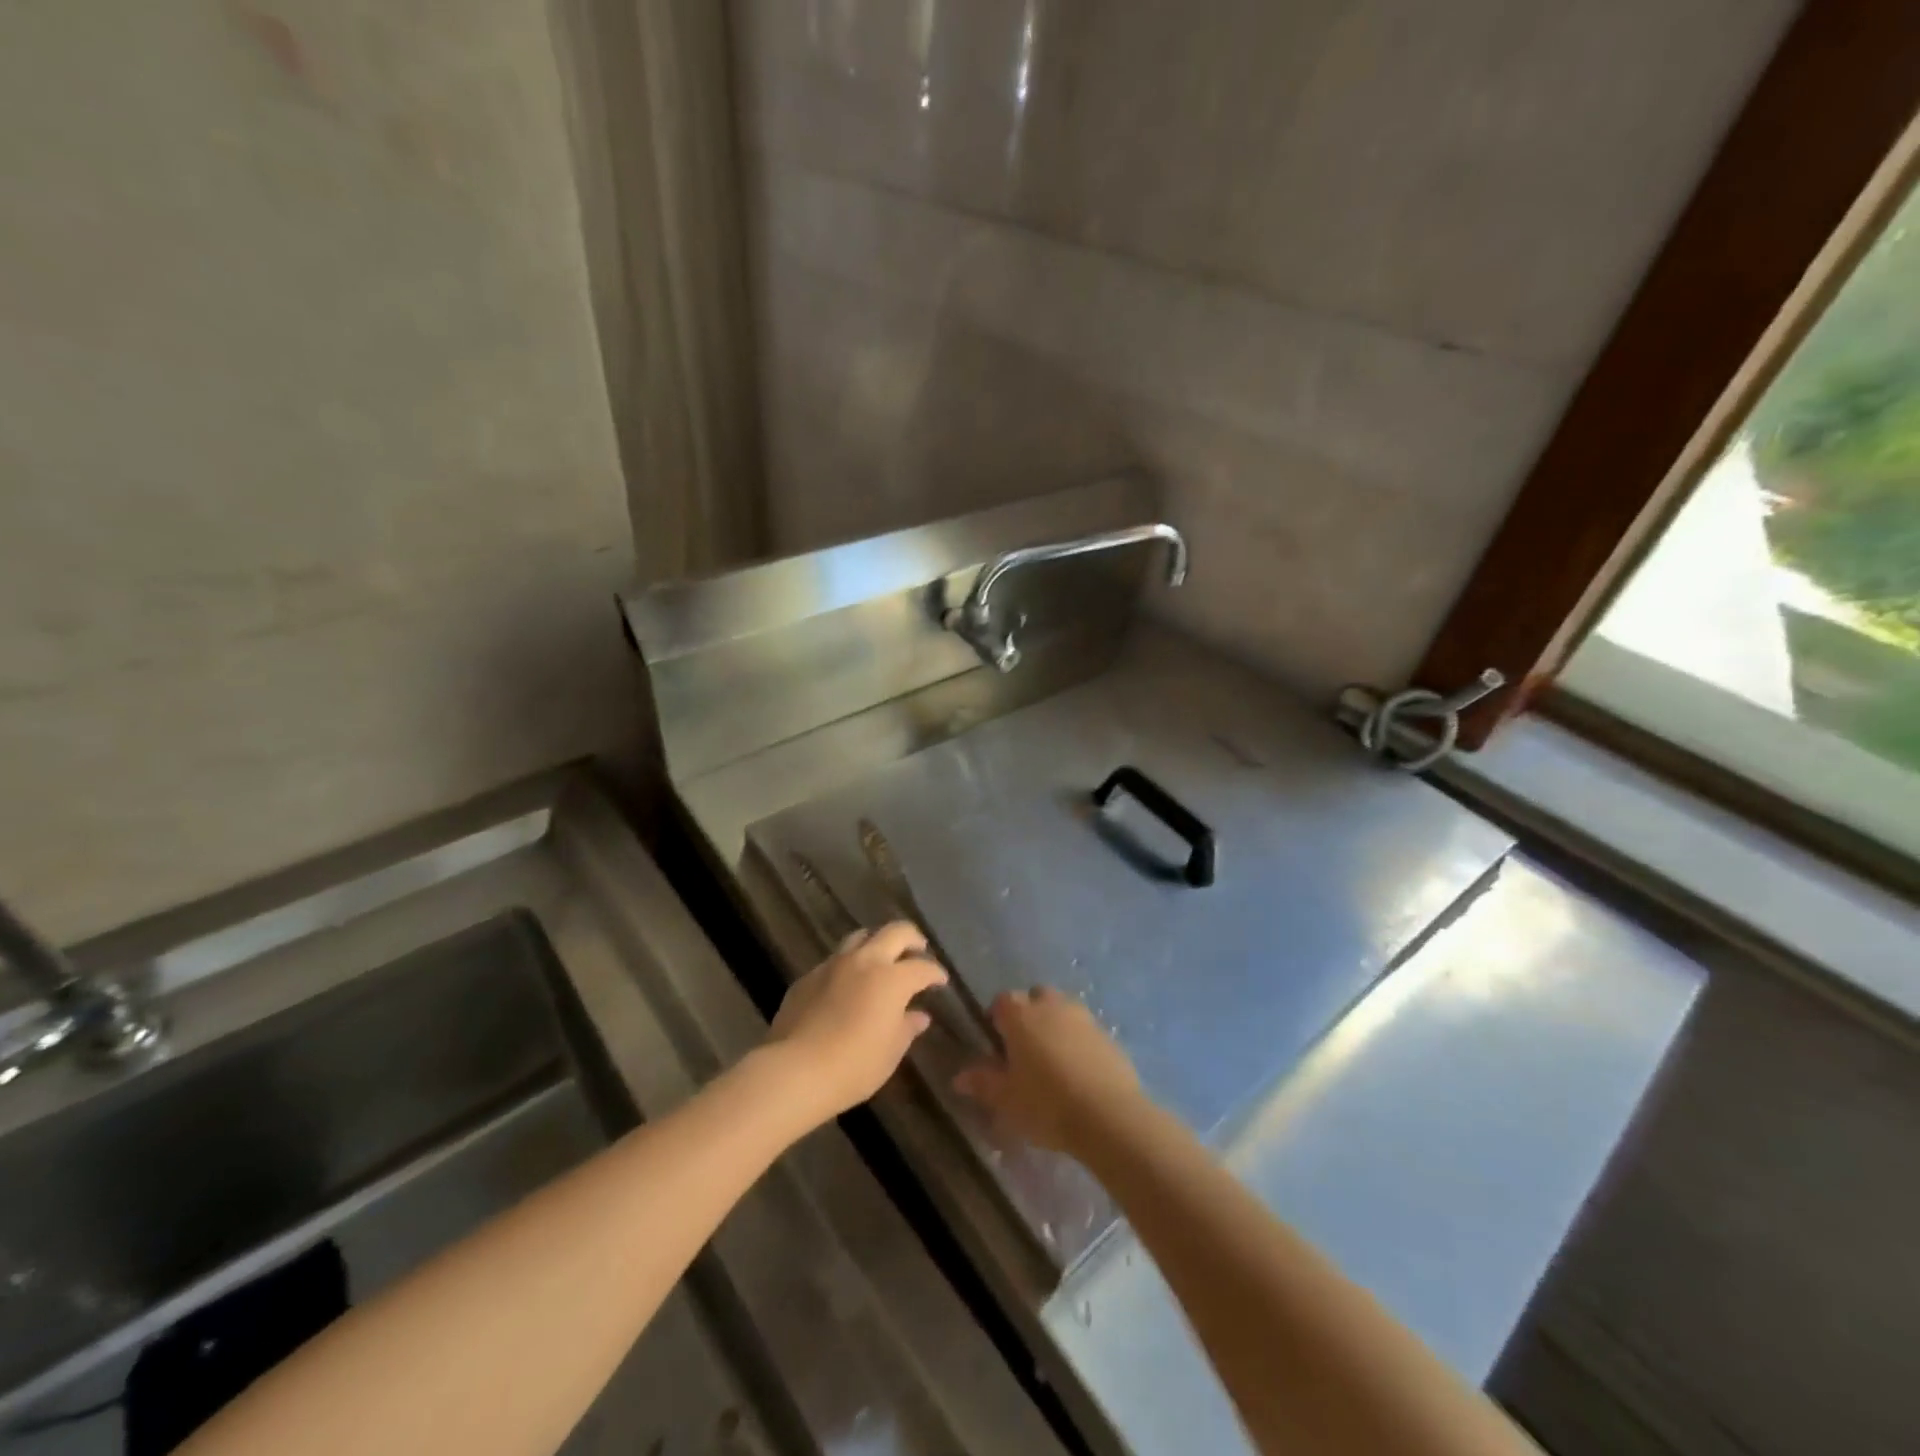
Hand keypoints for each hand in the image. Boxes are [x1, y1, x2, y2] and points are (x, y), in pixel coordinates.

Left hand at [765, 922, 946, 1126]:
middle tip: (918, 950)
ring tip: (881, 959)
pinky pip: (835, 960)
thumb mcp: (890, 1052)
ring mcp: (833, 965)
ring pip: (861, 937)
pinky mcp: (808, 976)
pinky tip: (847, 984)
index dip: (935, 973)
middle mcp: (865, 961)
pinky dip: (849, 964)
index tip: (940, 981)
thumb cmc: (854, 1066)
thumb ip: (907, 1027)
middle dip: (912, 939)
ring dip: (877, 942)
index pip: (922, 967)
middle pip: (895, 932)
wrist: (795, 1070)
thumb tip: (919, 1016)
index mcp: (892, 978)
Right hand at [953, 988, 1145, 1158]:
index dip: (997, 1017)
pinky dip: (1078, 1040)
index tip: (996, 1041)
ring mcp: (1084, 1017)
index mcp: (1021, 1015)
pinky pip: (1085, 1029)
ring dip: (1055, 1024)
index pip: (1002, 1000)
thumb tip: (959, 1076)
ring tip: (1052, 1059)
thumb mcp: (1006, 1099)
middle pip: (1035, 997)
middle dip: (1028, 1014)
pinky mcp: (1108, 1035)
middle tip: (1024, 1048)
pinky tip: (1078, 1070)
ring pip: (1062, 1010)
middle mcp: (1052, 1005)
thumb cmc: (1047, 1104)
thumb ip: (982, 1082)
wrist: (1110, 1116)